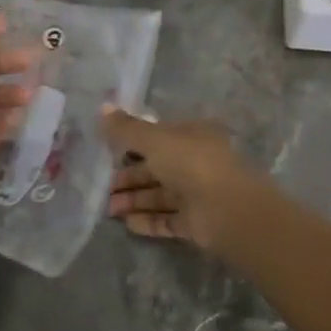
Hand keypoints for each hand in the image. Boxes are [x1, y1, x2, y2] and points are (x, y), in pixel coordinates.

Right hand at [102, 109, 261, 251]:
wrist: (227, 210)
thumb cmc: (190, 162)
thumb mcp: (154, 139)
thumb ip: (127, 128)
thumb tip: (102, 107)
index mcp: (191, 135)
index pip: (158, 136)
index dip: (133, 142)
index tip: (108, 152)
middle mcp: (195, 162)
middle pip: (157, 168)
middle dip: (129, 176)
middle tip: (104, 186)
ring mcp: (197, 194)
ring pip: (160, 195)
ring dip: (134, 200)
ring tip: (109, 208)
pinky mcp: (196, 223)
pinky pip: (167, 220)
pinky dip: (148, 221)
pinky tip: (126, 224)